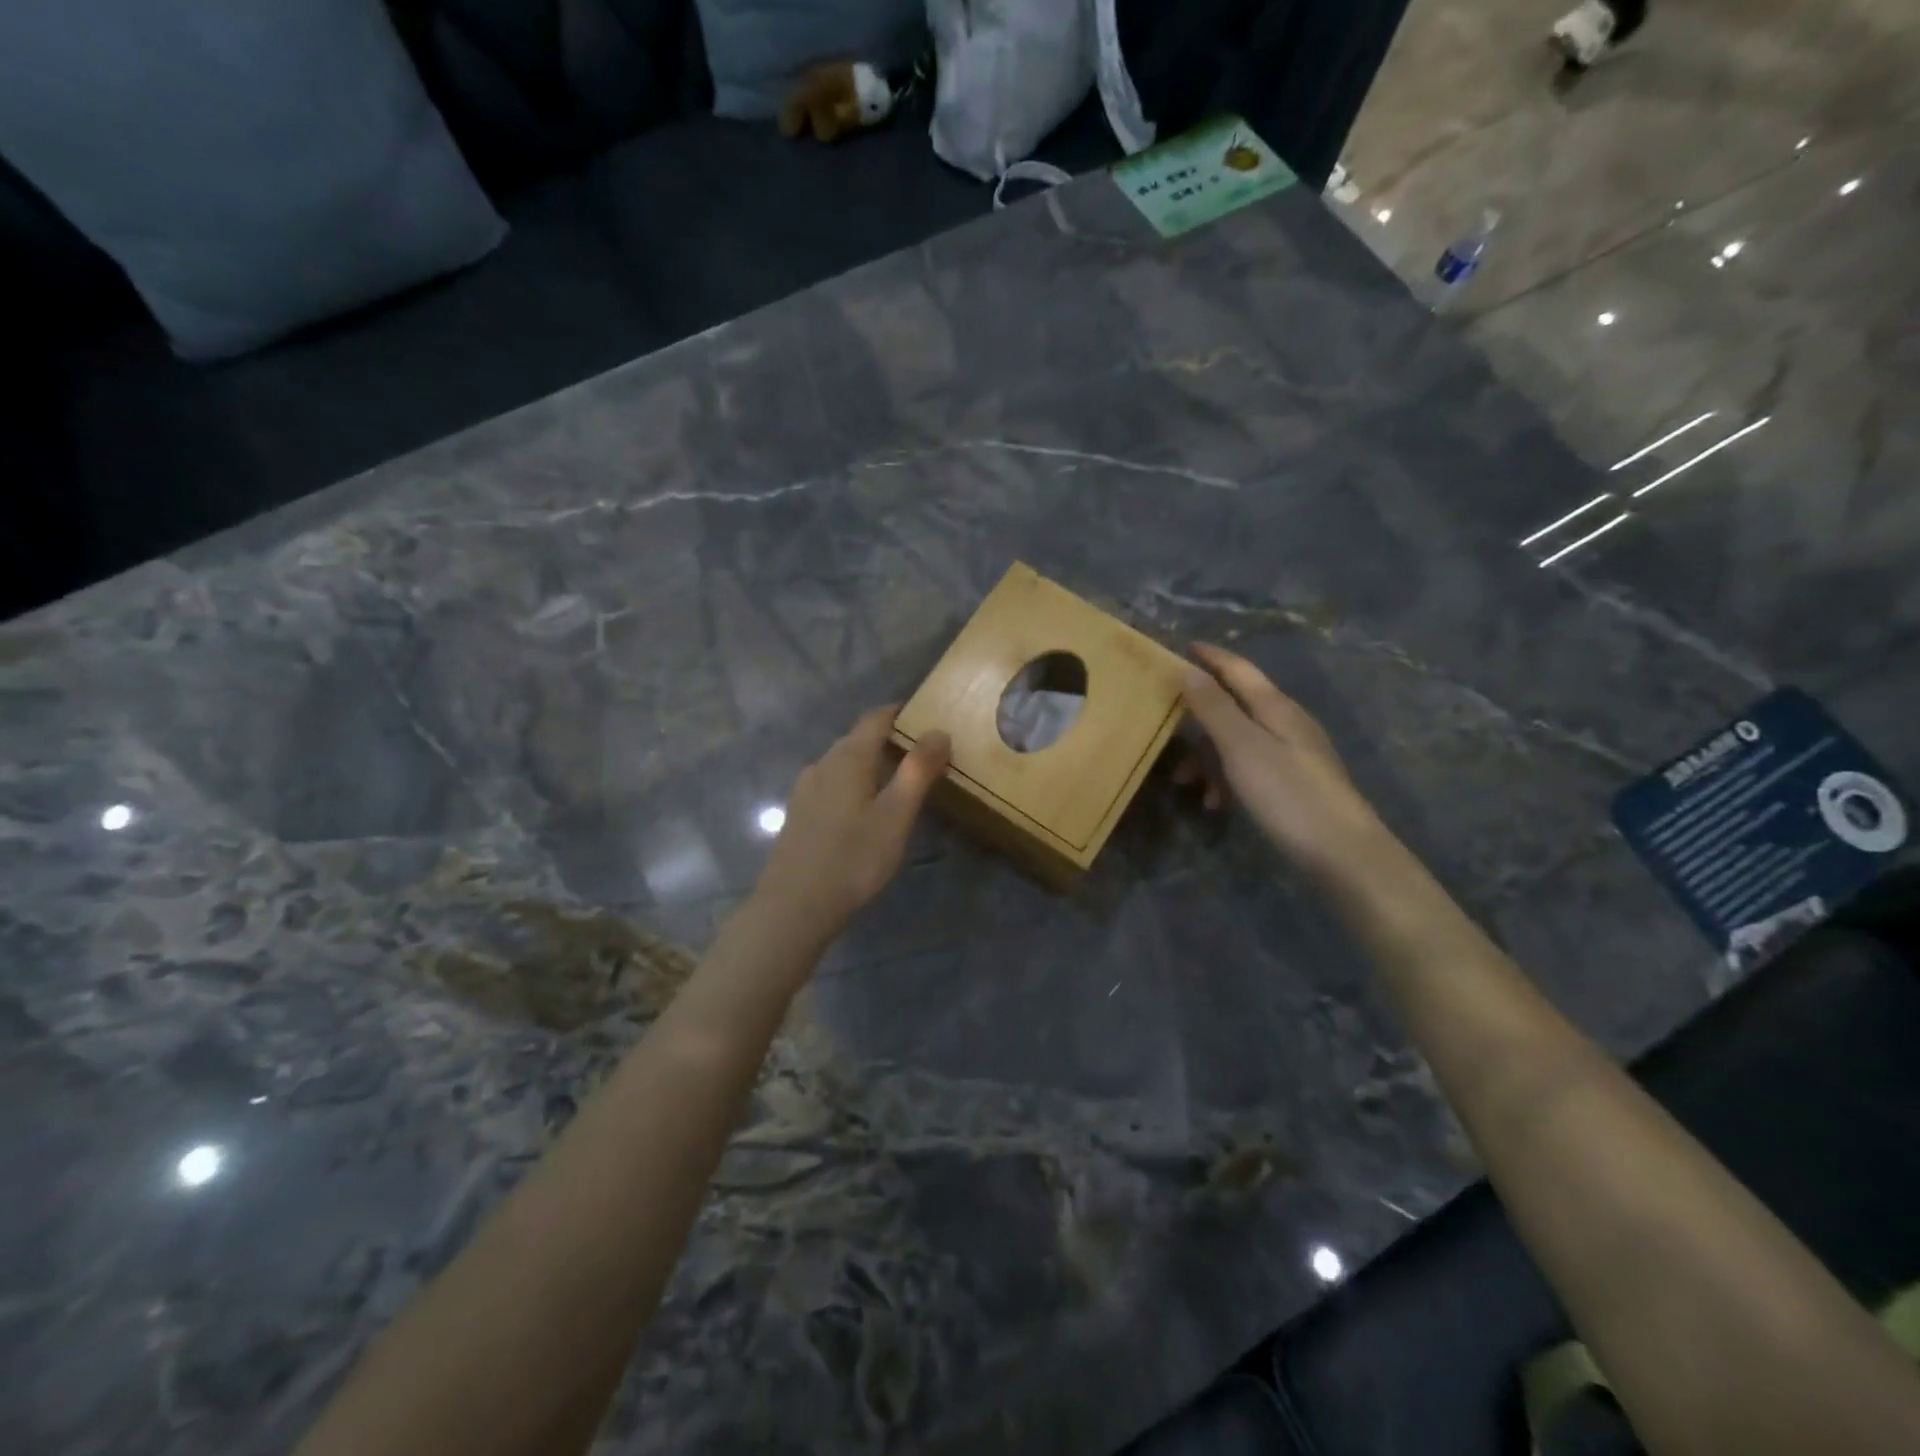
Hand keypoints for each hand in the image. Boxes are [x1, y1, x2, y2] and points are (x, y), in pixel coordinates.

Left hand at [751, 706, 950, 943]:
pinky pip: (831, 784)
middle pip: (858, 739)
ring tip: (897, 785)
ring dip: (870, 764)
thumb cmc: (853, 859)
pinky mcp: (798, 813)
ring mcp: (805, 789)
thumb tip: (938, 731)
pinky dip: (853, 785)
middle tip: (922, 757)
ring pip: (843, 763)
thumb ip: (918, 771)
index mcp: (848, 758)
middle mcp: (823, 764)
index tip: (926, 719)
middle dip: (889, 740)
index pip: (875, 718)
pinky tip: (863, 811)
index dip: (901, 713)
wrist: (794, 906)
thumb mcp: (896, 815)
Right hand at [1176, 643, 1383, 878]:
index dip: (1211, 657)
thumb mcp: (1242, 747)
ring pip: (1238, 742)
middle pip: (1235, 707)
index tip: (1184, 646)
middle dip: (1199, 719)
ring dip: (1208, 758)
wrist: (1343, 852)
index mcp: (1275, 707)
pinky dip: (1228, 779)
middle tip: (1166, 728)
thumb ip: (1214, 708)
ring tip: (1186, 784)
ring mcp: (1293, 753)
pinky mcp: (1294, 782)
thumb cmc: (1287, 794)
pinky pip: (1250, 768)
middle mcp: (1286, 723)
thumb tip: (1187, 669)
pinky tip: (1217, 803)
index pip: (1238, 669)